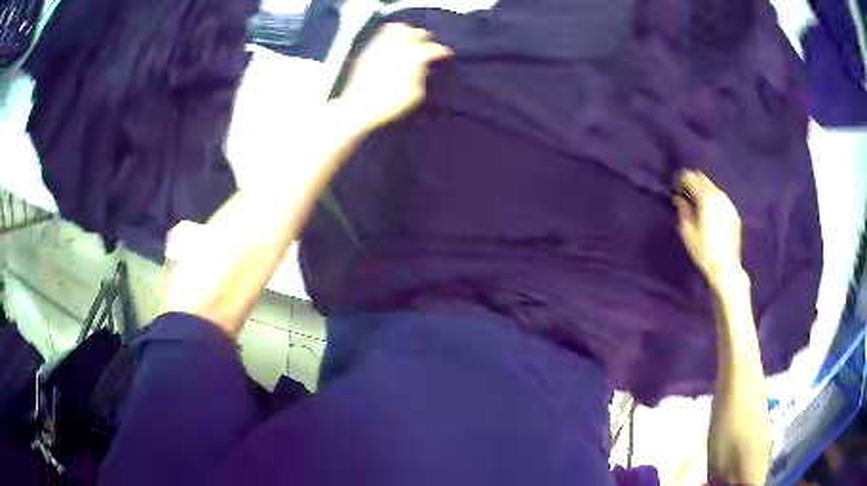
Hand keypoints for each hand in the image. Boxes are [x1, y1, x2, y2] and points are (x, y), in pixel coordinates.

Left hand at [341, 23, 452, 129]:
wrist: (360, 107)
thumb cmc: (392, 104)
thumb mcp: (416, 95)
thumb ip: (422, 77)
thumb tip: (424, 68)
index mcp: (414, 57)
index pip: (434, 49)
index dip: (443, 51)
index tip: (447, 55)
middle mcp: (399, 46)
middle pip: (417, 33)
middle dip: (426, 38)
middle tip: (428, 45)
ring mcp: (383, 46)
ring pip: (399, 28)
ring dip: (408, 31)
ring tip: (410, 38)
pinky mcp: (369, 49)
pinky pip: (382, 34)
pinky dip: (391, 35)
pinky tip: (393, 43)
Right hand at [674, 170, 745, 290]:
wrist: (725, 267)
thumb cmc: (703, 250)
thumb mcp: (687, 231)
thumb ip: (683, 210)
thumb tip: (679, 198)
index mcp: (705, 198)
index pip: (691, 177)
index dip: (681, 181)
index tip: (677, 190)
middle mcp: (718, 195)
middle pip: (703, 178)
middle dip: (694, 183)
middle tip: (687, 195)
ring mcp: (728, 203)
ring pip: (713, 187)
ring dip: (704, 191)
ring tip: (699, 205)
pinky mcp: (734, 212)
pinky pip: (721, 199)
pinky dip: (714, 200)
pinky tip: (711, 214)